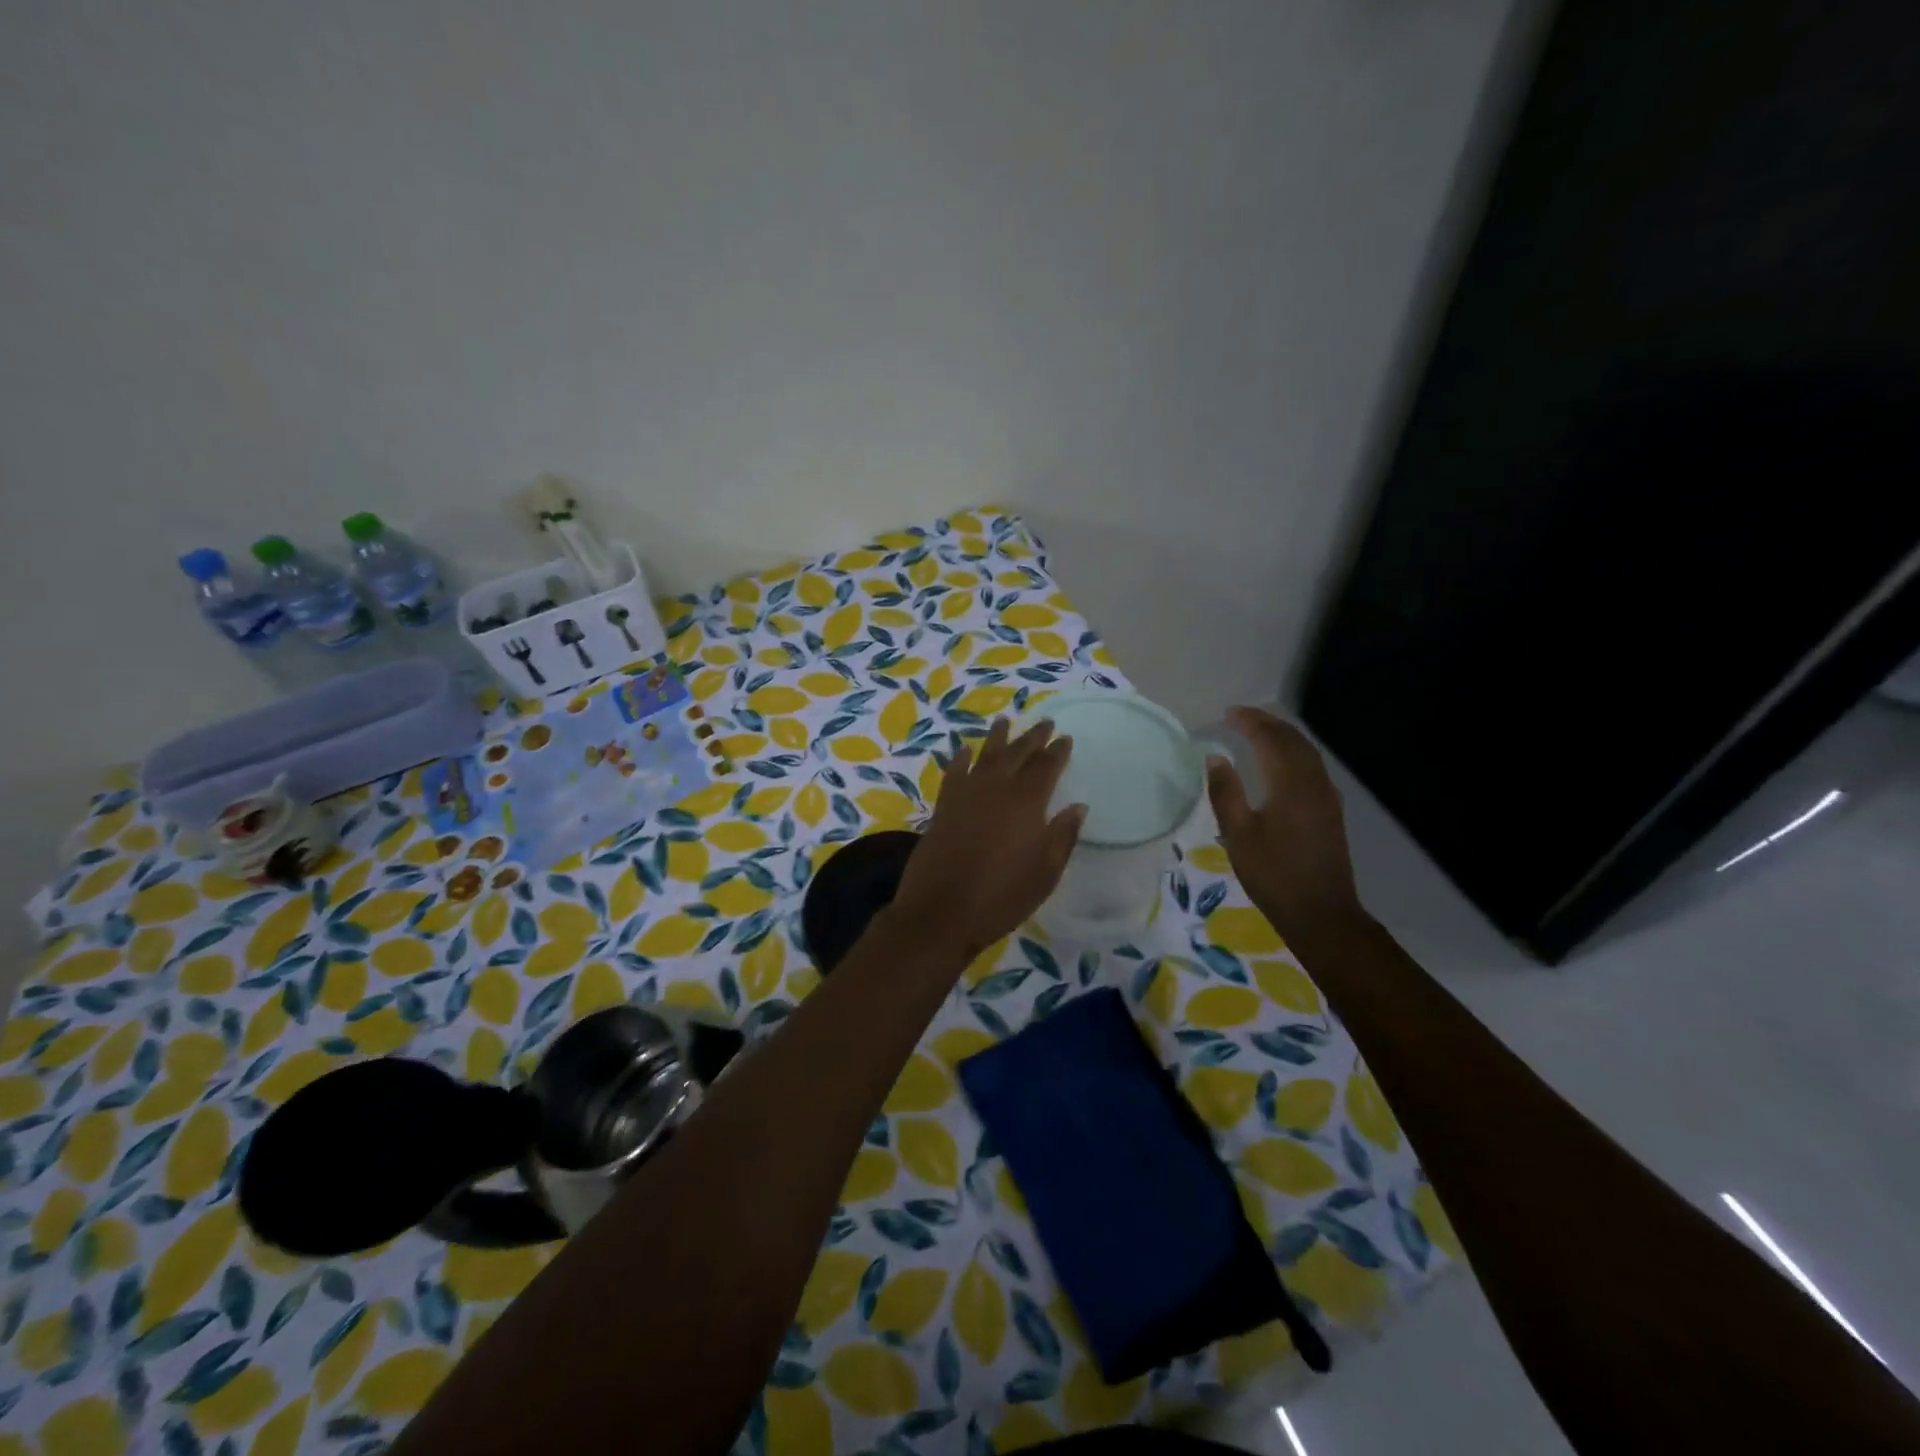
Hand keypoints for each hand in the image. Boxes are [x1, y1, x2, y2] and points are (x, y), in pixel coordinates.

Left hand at [888, 718, 1085, 962]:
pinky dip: (960, 758)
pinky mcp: (943, 806)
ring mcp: (966, 795)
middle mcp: (996, 789)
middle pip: (1017, 754)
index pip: (1046, 767)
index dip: (1057, 751)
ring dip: (997, 738)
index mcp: (1027, 803)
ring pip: (985, 755)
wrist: (941, 912)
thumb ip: (1062, 837)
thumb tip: (1078, 807)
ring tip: (1005, 721)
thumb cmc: (1001, 897)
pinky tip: (963, 750)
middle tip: (1045, 723)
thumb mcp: (1045, 873)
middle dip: (1033, 737)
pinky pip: (954, 772)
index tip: (1065, 738)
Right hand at [1206, 707, 1363, 943]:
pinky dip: (1294, 753)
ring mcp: (1327, 796)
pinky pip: (1312, 767)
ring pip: (1307, 752)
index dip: (1250, 722)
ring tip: (1259, 732)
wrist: (1320, 913)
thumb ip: (1225, 792)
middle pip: (1293, 740)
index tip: (1228, 713)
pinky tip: (1282, 762)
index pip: (1270, 739)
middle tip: (1241, 716)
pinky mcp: (1330, 810)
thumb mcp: (1237, 834)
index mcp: (1290, 784)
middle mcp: (1313, 782)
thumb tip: (1216, 757)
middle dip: (1268, 723)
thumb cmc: (1272, 874)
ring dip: (1283, 736)